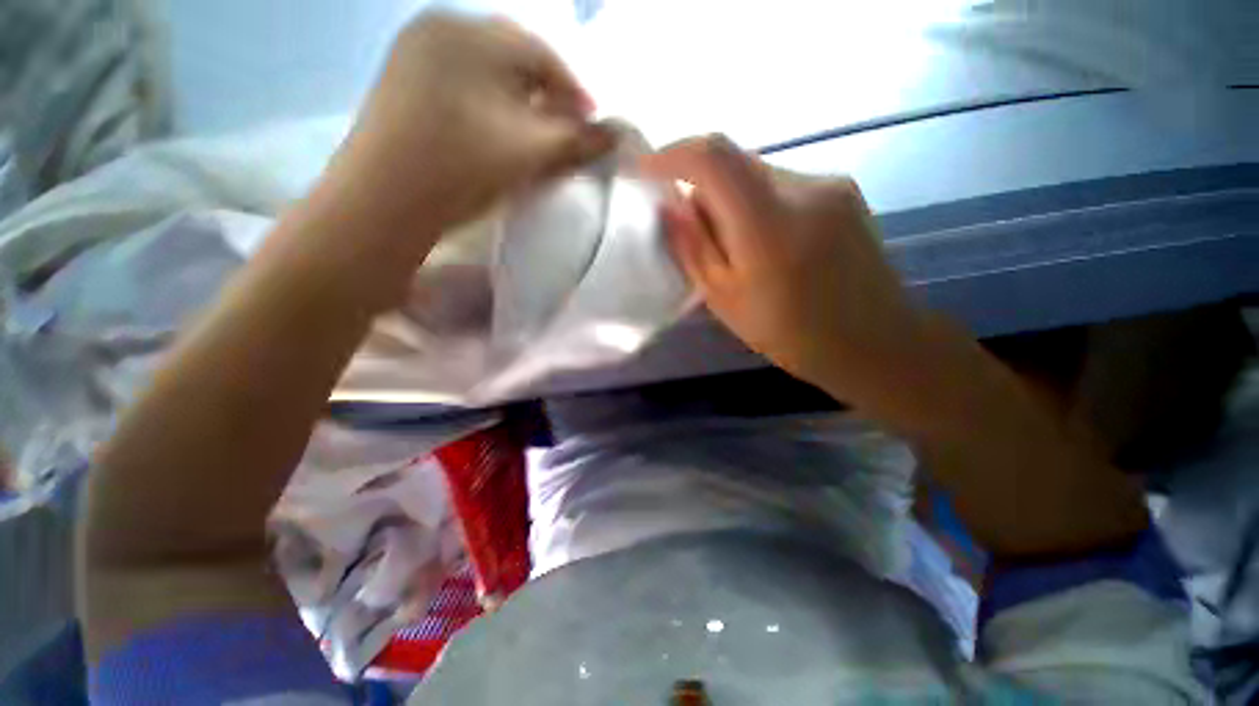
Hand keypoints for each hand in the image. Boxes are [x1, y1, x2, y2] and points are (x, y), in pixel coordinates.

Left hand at [326, 13, 612, 243]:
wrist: (383, 201)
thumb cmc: (463, 168)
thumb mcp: (530, 152)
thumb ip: (578, 139)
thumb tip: (616, 135)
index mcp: (473, 32)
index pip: (543, 55)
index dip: (574, 92)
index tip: (591, 125)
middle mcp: (441, 26)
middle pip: (513, 58)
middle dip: (546, 94)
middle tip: (563, 130)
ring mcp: (415, 52)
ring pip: (486, 70)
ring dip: (517, 99)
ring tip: (532, 133)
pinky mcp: (401, 80)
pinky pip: (460, 81)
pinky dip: (486, 102)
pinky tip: (493, 130)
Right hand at [640, 136, 928, 409]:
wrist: (875, 342)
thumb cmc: (792, 335)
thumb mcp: (725, 301)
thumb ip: (694, 249)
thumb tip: (672, 206)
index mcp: (769, 224)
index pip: (713, 157)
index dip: (672, 154)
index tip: (646, 169)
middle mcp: (804, 187)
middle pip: (735, 163)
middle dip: (702, 188)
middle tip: (695, 231)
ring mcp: (831, 184)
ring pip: (758, 174)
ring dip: (732, 199)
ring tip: (736, 248)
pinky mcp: (844, 190)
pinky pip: (783, 184)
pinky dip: (759, 203)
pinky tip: (768, 244)